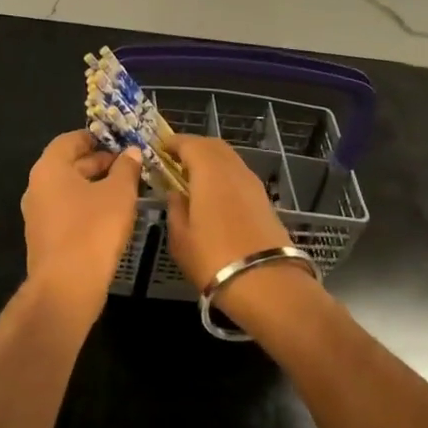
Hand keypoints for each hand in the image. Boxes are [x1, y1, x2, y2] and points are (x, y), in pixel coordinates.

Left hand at [21, 130, 142, 324]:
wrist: (66, 287)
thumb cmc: (93, 229)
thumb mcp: (119, 193)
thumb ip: (126, 168)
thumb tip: (131, 152)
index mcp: (49, 168)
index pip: (69, 140)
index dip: (94, 137)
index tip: (118, 141)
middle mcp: (36, 187)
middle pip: (68, 165)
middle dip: (98, 163)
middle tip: (127, 166)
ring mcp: (37, 215)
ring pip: (68, 190)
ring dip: (94, 186)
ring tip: (124, 190)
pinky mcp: (44, 239)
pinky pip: (66, 212)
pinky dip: (86, 207)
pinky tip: (110, 217)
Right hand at [165, 136, 295, 290]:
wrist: (268, 284)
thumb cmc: (214, 259)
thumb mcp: (180, 238)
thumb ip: (175, 208)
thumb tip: (175, 193)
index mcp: (210, 171)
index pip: (189, 143)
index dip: (173, 142)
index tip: (159, 149)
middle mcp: (234, 169)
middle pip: (213, 145)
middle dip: (193, 147)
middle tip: (174, 161)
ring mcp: (253, 184)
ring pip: (229, 159)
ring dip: (210, 161)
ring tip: (192, 179)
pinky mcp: (265, 201)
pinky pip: (239, 176)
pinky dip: (224, 176)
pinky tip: (214, 196)